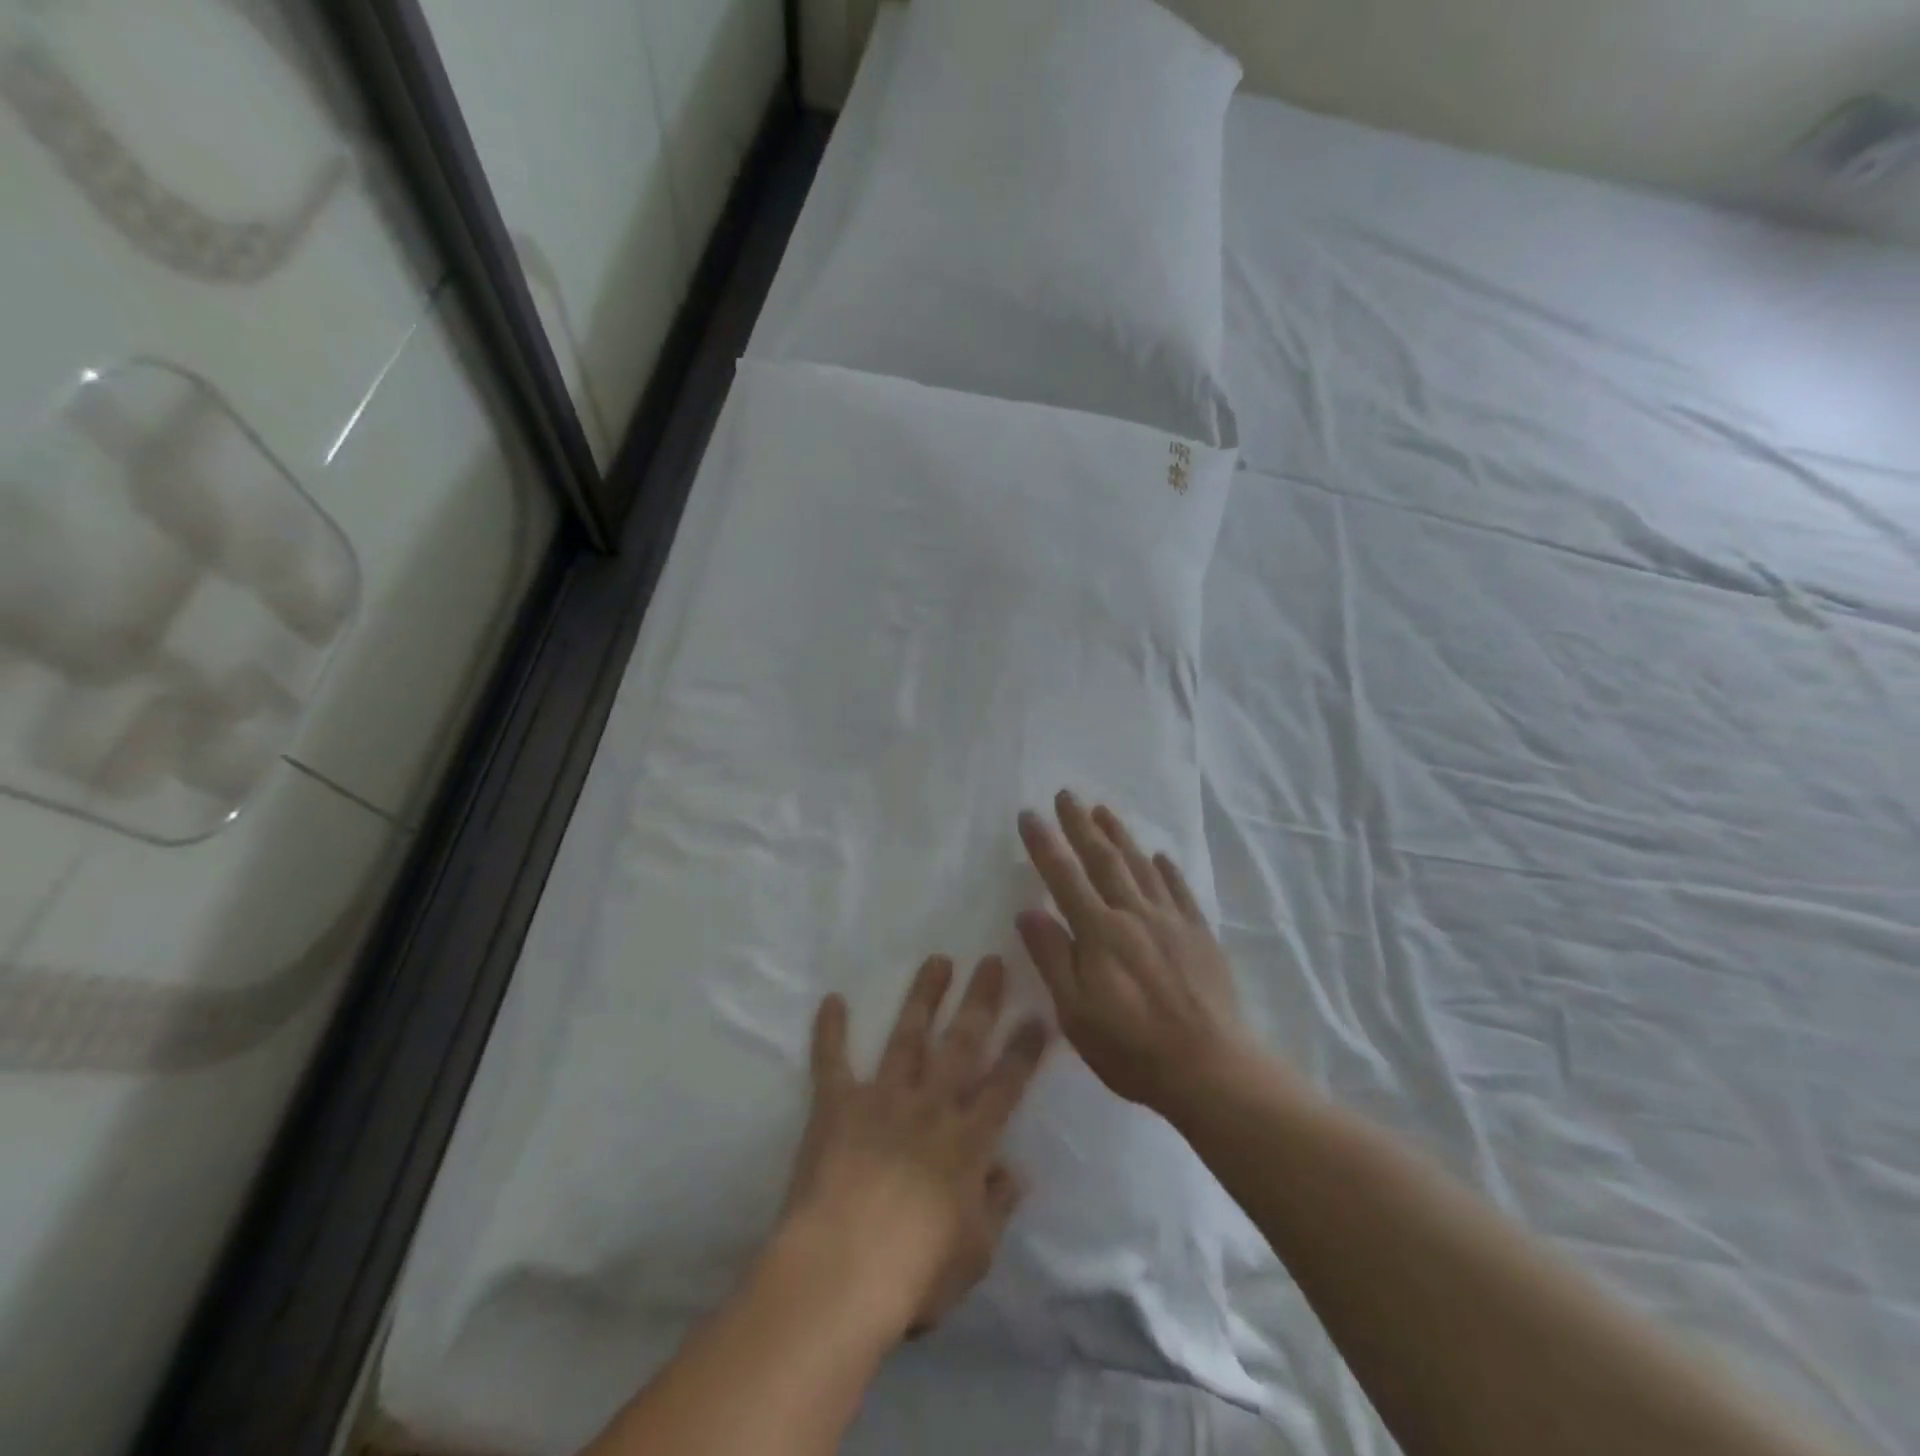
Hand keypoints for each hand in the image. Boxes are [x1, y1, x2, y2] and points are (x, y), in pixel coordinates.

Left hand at [778, 956, 1049, 1339]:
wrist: (842, 1270)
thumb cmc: (916, 1273)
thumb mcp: (976, 1253)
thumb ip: (997, 1207)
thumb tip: (1014, 1172)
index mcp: (968, 1140)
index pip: (1006, 1084)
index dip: (1024, 1050)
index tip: (1038, 1016)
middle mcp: (931, 1105)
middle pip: (962, 1042)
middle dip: (980, 1000)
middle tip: (991, 961)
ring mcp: (883, 1098)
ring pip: (908, 1035)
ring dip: (923, 996)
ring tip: (937, 961)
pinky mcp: (837, 1105)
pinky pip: (831, 1061)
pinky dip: (830, 1030)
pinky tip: (831, 999)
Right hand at [1017, 791, 1250, 1115]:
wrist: (1211, 1068)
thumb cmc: (1132, 1048)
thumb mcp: (1076, 1013)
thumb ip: (1053, 958)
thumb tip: (1028, 911)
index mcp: (1099, 932)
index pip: (1064, 877)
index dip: (1044, 844)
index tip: (1029, 815)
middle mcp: (1134, 914)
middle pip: (1103, 859)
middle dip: (1080, 825)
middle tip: (1066, 794)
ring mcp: (1171, 921)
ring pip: (1141, 866)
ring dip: (1119, 835)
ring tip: (1103, 811)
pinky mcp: (1199, 935)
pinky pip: (1180, 891)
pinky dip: (1167, 869)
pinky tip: (1159, 856)